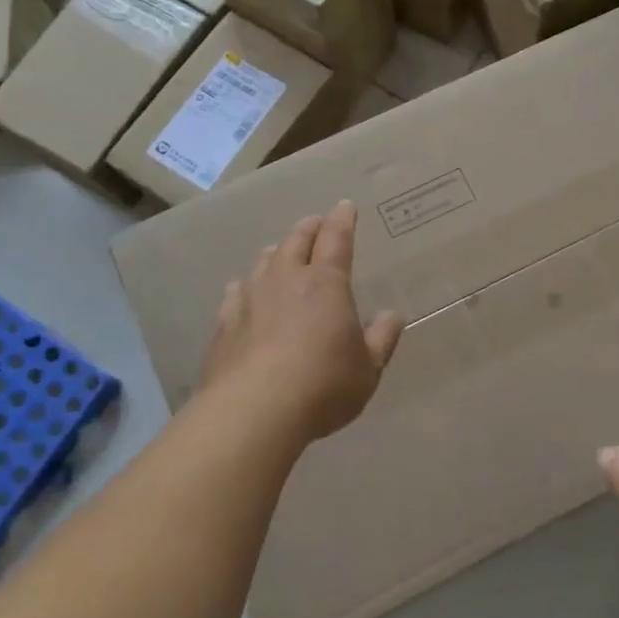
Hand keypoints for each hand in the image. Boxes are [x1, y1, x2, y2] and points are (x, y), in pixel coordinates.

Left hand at [198, 201, 404, 444]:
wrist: (253, 411)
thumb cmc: (323, 386)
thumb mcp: (368, 368)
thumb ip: (382, 338)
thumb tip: (393, 315)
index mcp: (326, 284)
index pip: (336, 239)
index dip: (342, 220)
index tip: (344, 206)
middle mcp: (286, 280)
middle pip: (295, 241)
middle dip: (309, 228)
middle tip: (315, 223)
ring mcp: (250, 299)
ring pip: (264, 262)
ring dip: (276, 252)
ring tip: (281, 252)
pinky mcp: (225, 323)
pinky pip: (236, 292)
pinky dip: (246, 285)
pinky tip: (244, 292)